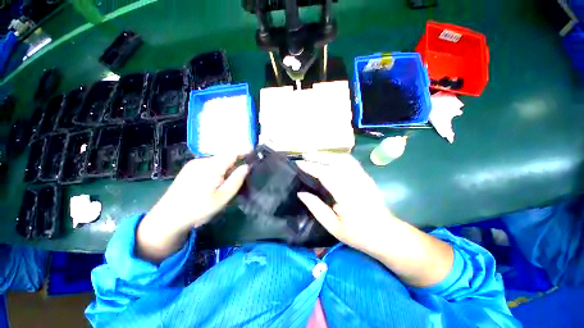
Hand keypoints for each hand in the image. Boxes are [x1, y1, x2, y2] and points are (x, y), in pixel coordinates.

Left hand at [137, 156, 247, 261]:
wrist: (168, 217)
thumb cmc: (199, 209)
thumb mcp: (223, 197)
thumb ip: (237, 180)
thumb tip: (247, 166)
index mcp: (211, 167)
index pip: (232, 152)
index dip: (244, 151)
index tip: (254, 153)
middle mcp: (202, 161)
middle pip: (225, 157)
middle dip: (235, 162)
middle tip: (242, 176)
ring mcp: (194, 164)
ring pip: (217, 161)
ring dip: (226, 167)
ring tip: (227, 182)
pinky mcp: (189, 169)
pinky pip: (209, 164)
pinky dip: (217, 169)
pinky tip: (214, 183)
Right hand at [296, 153, 393, 258]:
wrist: (386, 234)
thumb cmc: (358, 234)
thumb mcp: (333, 226)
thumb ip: (316, 208)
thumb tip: (301, 194)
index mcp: (346, 196)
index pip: (325, 174)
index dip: (311, 167)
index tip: (298, 163)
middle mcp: (355, 182)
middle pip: (334, 162)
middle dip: (317, 157)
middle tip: (304, 157)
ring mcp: (363, 177)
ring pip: (343, 159)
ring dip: (327, 155)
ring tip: (315, 157)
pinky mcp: (366, 177)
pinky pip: (351, 161)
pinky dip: (337, 157)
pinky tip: (330, 160)